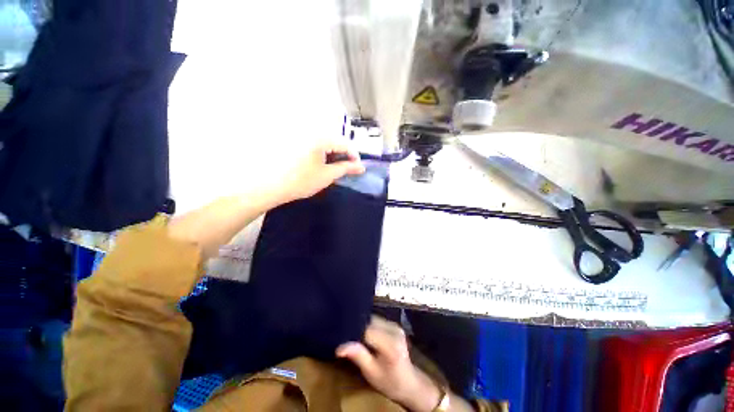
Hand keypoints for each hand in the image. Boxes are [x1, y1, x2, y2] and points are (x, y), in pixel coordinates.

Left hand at [268, 138, 364, 204]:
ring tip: (333, 168)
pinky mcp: (294, 140)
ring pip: (325, 142)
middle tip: (346, 169)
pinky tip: (320, 163)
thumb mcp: (327, 175)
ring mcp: (301, 135)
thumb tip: (360, 167)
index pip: (345, 143)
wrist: (271, 186)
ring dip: (333, 154)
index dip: (355, 156)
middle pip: (335, 140)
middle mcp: (311, 131)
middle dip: (344, 155)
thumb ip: (346, 169)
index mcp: (320, 137)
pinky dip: (322, 152)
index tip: (358, 168)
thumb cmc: (301, 181)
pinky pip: (314, 143)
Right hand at [337, 316, 441, 411]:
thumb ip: (358, 356)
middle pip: (370, 322)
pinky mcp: (395, 325)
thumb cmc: (389, 382)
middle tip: (347, 337)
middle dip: (358, 328)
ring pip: (373, 319)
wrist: (409, 383)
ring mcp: (396, 326)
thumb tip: (339, 348)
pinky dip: (370, 326)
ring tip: (355, 336)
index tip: (343, 337)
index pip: (367, 330)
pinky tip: (366, 335)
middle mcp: (394, 330)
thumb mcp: (371, 373)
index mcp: (390, 344)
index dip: (354, 332)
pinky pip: (378, 321)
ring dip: (364, 326)